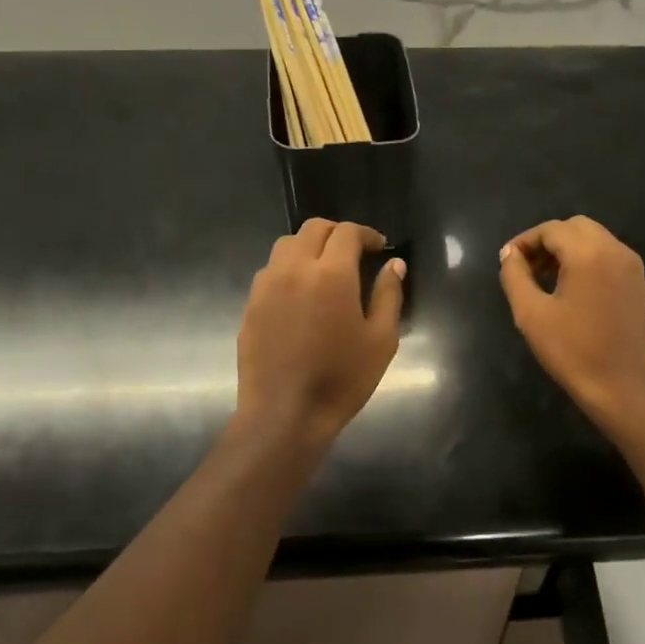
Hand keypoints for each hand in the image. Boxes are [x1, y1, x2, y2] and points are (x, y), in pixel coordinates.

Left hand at [237, 219, 406, 444]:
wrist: (285, 414)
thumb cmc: (342, 379)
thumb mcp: (380, 340)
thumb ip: (388, 295)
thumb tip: (394, 265)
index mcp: (331, 274)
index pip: (347, 232)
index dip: (366, 234)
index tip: (379, 247)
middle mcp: (294, 269)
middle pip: (313, 229)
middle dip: (337, 233)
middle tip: (354, 253)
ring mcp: (266, 286)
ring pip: (286, 246)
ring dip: (309, 247)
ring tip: (325, 270)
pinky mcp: (251, 305)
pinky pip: (270, 271)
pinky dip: (289, 269)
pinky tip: (301, 295)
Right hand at [499, 216, 644, 428]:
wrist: (624, 388)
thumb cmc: (573, 351)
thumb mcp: (531, 314)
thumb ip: (515, 276)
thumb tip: (510, 254)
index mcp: (589, 253)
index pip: (551, 230)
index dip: (525, 241)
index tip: (507, 261)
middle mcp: (615, 251)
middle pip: (576, 227)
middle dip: (548, 241)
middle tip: (526, 268)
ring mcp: (632, 267)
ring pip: (594, 240)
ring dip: (567, 250)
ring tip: (545, 279)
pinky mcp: (639, 284)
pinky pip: (608, 257)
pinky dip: (586, 261)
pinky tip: (571, 290)